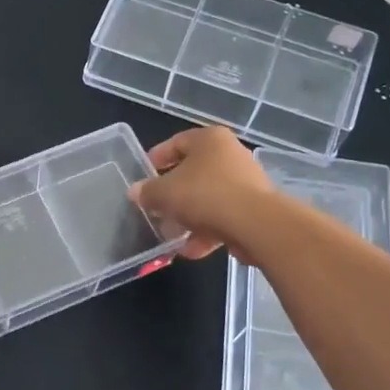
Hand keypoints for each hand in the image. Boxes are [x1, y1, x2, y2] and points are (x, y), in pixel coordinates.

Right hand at [127, 127, 274, 259]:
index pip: (176, 142)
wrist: (254, 224)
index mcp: (209, 139)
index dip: (156, 159)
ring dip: (188, 218)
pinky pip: (222, 216)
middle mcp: (230, 154)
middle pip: (193, 172)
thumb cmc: (204, 195)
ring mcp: (245, 182)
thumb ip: (147, 192)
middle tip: (155, 208)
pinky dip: (206, 231)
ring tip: (171, 235)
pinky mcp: (253, 208)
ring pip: (207, 198)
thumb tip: (135, 192)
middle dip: (172, 194)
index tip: (143, 176)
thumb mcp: (164, 193)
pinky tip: (191, 250)